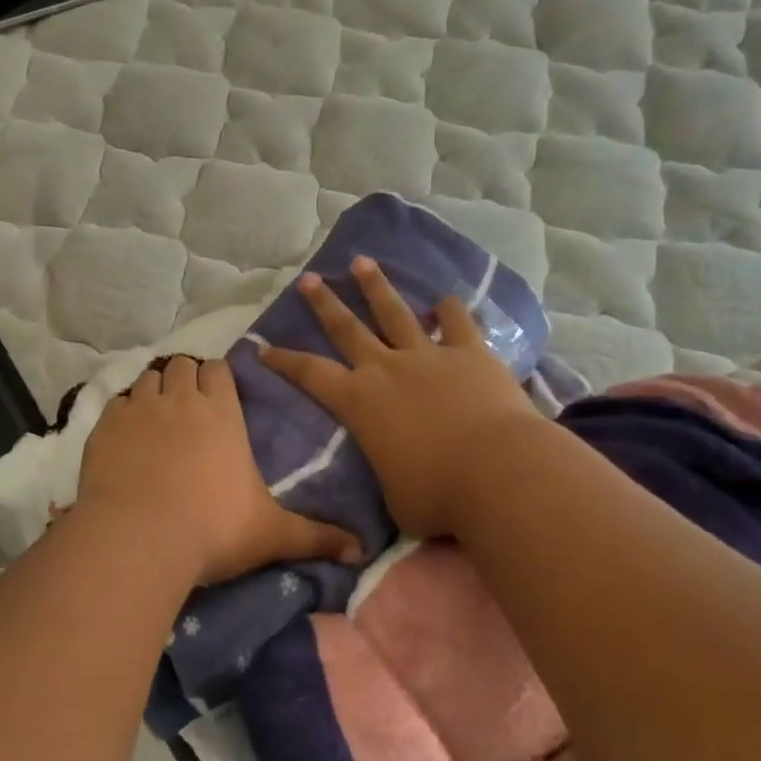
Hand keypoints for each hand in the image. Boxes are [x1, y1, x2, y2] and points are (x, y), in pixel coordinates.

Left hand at [76, 355, 361, 585]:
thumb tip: (362, 553)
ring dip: (154, 390)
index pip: (219, 370)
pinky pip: (115, 403)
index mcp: (221, 412)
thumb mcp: (272, 534)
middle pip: (181, 365)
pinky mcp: (104, 427)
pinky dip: (122, 412)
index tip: (218, 397)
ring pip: (147, 377)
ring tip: (156, 418)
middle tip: (188, 409)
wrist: (139, 539)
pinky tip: (125, 437)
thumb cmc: (213, 530)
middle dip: (185, 379)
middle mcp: (180, 399)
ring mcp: (138, 409)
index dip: (217, 378)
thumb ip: (317, 538)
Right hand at [259, 258, 540, 539]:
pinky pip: (457, 322)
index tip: (262, 346)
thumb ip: (389, 474)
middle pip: (347, 328)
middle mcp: (386, 369)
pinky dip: (450, 310)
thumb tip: (397, 480)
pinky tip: (445, 301)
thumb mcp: (395, 497)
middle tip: (308, 279)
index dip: (284, 360)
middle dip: (324, 303)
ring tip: (362, 262)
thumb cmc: (436, 495)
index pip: (309, 375)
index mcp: (359, 403)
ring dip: (376, 286)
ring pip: (395, 312)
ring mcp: (429, 355)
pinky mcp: (471, 353)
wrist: (497, 472)